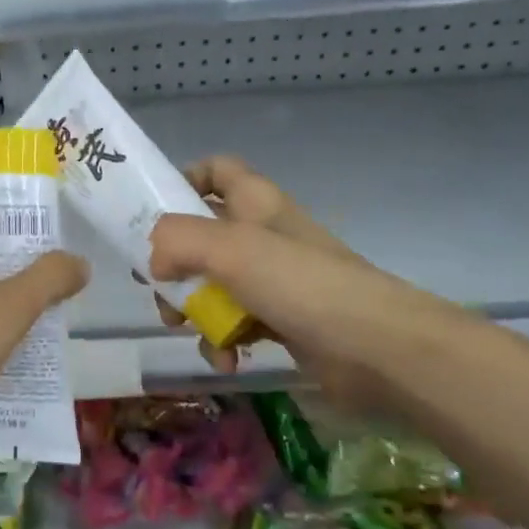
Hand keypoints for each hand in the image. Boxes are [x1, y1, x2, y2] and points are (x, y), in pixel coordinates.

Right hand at [147, 155, 460, 402]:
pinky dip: (222, 341)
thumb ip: (178, 240)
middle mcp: (260, 234)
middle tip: (158, 287)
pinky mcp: (278, 319)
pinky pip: (233, 323)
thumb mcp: (230, 248)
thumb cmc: (300, 284)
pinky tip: (226, 358)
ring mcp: (271, 279)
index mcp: (253, 202)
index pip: (214, 170)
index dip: (183, 181)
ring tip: (186, 329)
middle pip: (199, 235)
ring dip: (192, 310)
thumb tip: (155, 261)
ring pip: (210, 284)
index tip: (153, 213)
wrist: (376, 348)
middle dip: (172, 264)